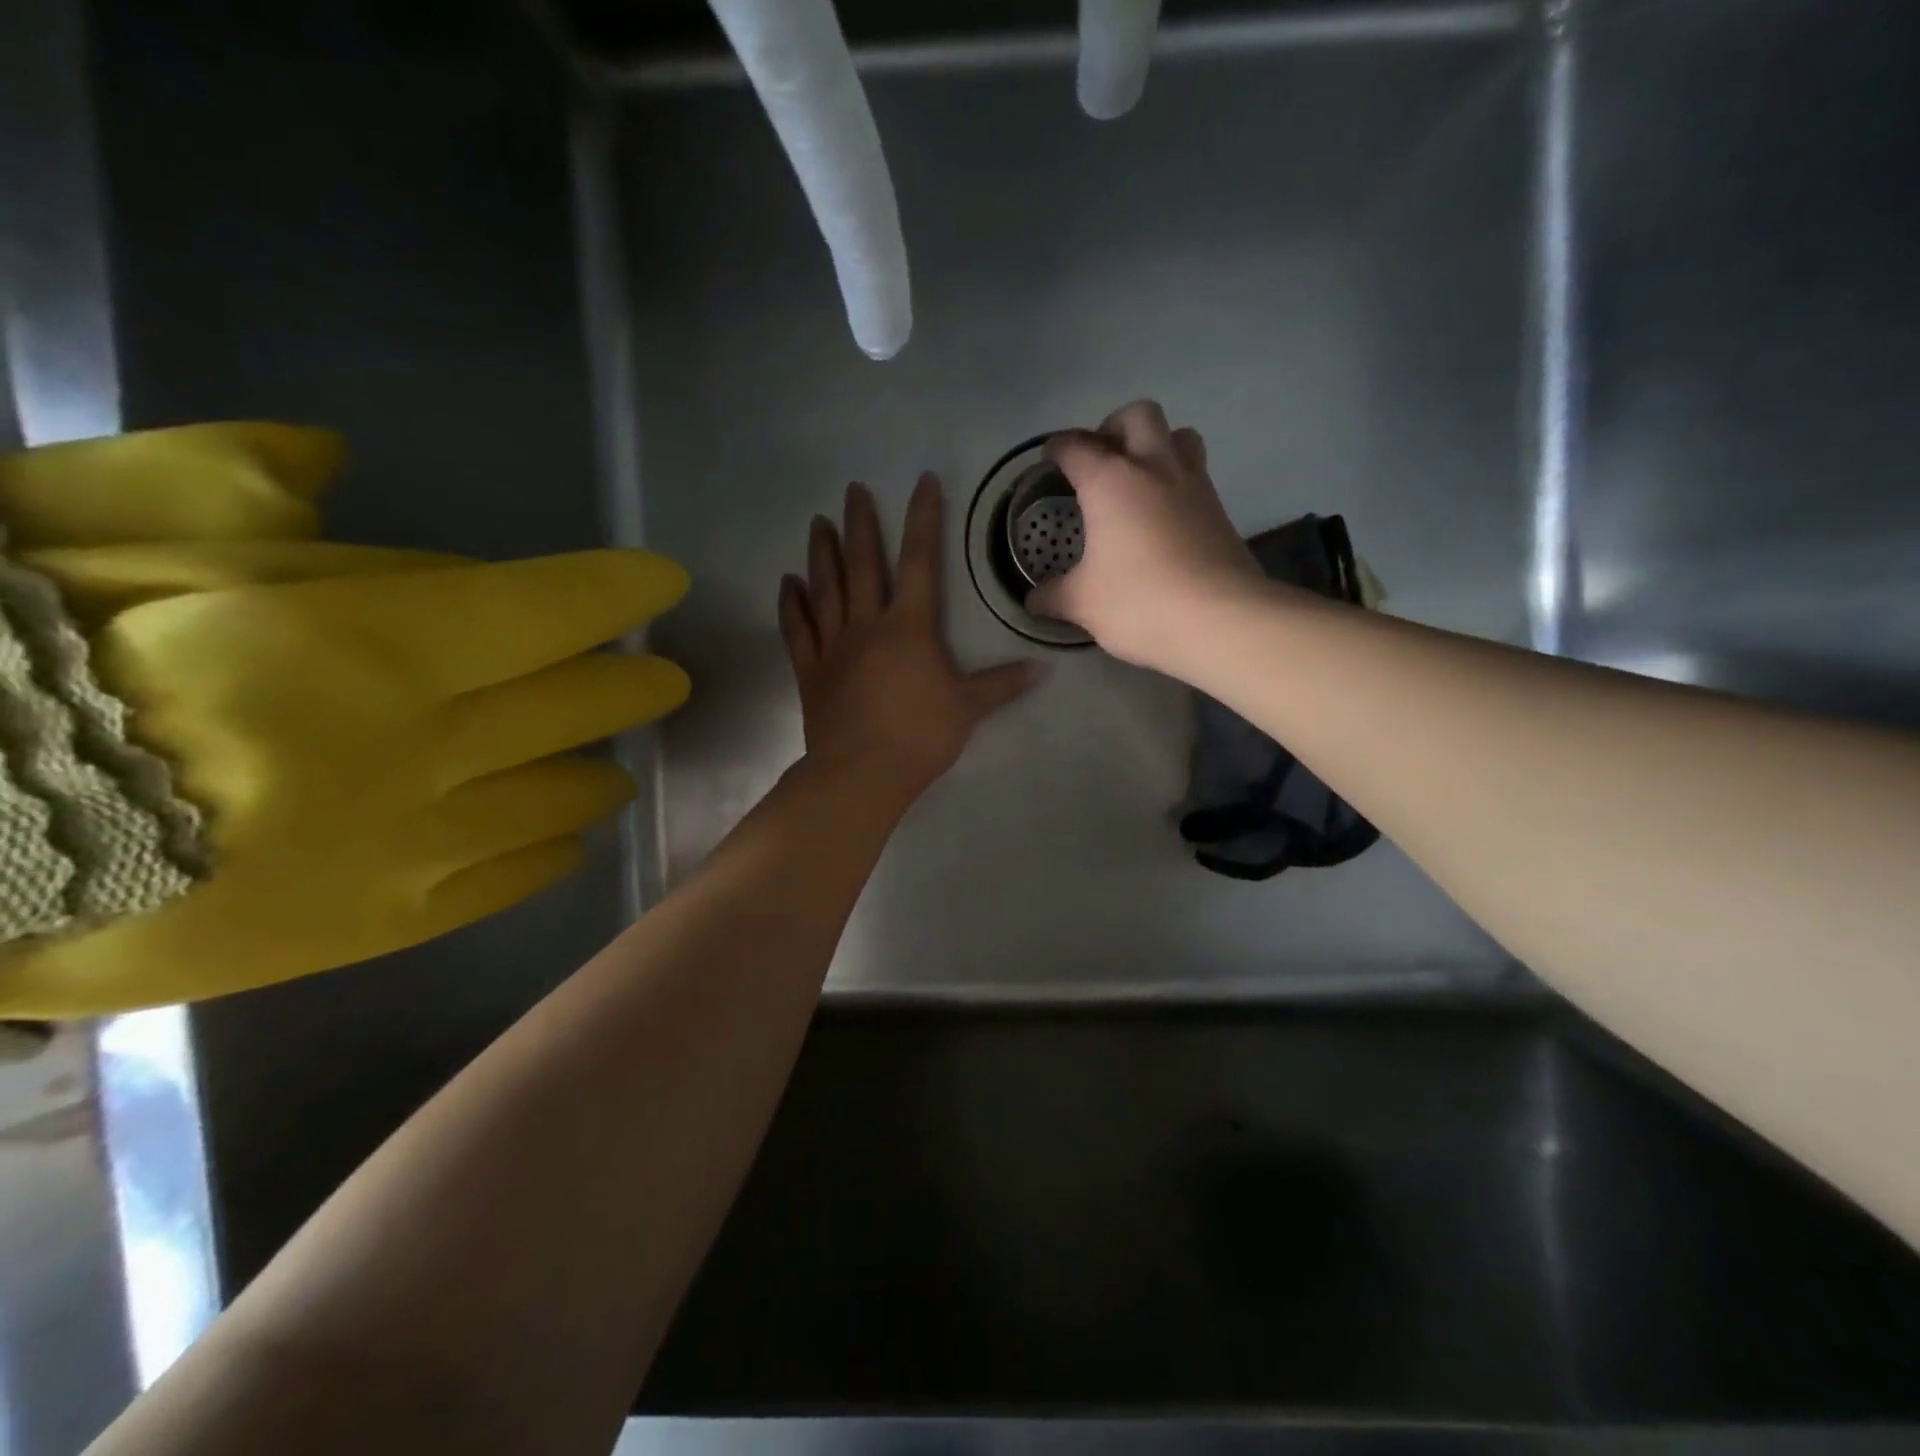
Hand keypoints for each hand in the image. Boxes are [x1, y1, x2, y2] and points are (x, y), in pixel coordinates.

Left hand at [779, 473, 1036, 803]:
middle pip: (863, 564)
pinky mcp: (810, 671)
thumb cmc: (919, 736)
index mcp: (909, 627)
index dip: (923, 519)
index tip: (922, 481)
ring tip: (818, 522)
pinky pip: (797, 630)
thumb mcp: (968, 708)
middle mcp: (867, 625)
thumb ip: (1002, 684)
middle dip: (860, 524)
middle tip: (853, 489)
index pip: (920, 562)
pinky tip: (788, 582)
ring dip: (822, 553)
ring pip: (826, 588)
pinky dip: (792, 604)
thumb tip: (1043, 668)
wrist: (861, 773)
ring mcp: (833, 646)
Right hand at [1029, 399, 1264, 671]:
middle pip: (1137, 415)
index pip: (1076, 446)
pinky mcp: (1220, 510)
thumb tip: (1033, 600)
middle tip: (1100, 460)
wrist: (1221, 620)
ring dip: (1156, 445)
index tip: (1050, 458)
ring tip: (1138, 479)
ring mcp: (1194, 485)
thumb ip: (1053, 596)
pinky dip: (1176, 482)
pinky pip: (1196, 475)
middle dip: (1114, 427)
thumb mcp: (1083, 604)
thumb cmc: (1139, 602)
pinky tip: (1163, 517)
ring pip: (1179, 435)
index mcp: (1110, 481)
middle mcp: (1154, 468)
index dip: (1058, 448)